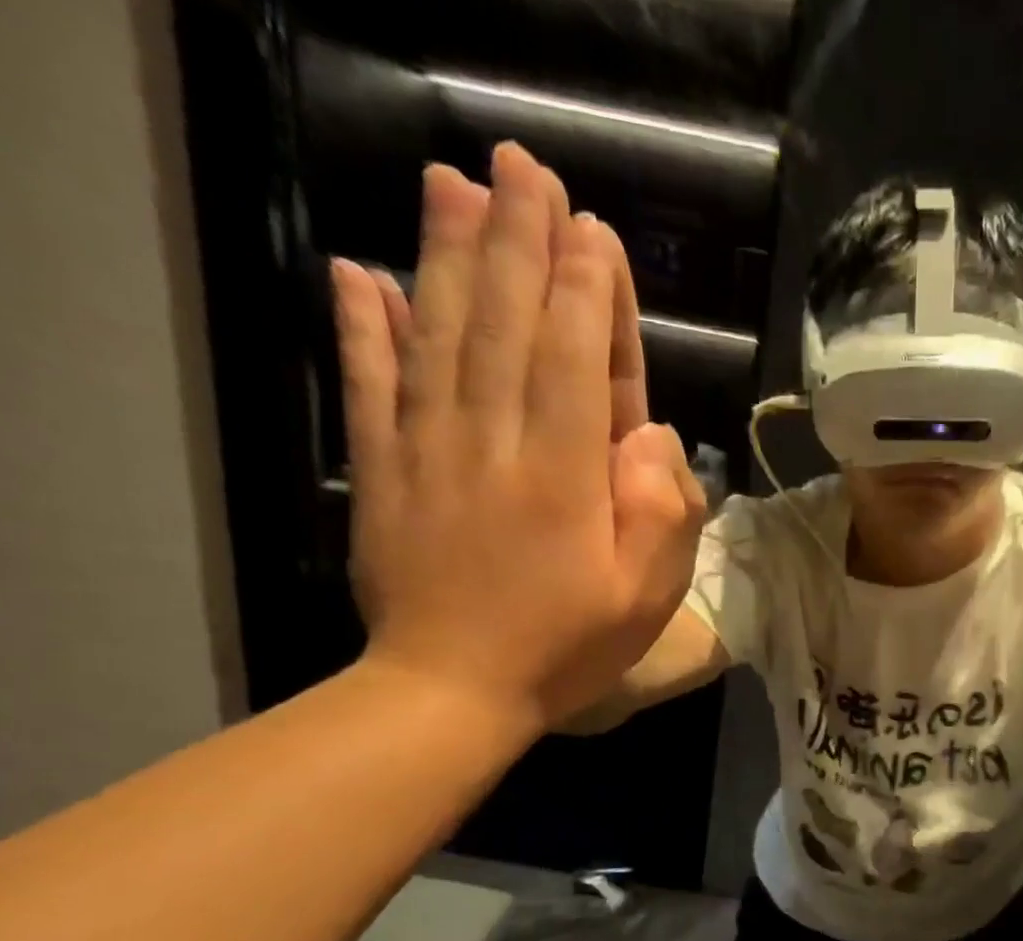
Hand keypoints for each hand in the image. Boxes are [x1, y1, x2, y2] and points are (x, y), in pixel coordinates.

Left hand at [332, 142, 704, 730]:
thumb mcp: (645, 599)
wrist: (451, 690)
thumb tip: (651, 437)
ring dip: (446, 255)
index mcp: (565, 477)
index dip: (586, 290)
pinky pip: (370, 385)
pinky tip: (359, 273)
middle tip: (522, 168)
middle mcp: (495, 444)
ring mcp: (428, 451)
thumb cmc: (565, 650)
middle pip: (505, 325)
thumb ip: (662, 514)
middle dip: (518, 242)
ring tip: (454, 185)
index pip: (576, 360)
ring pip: (438, 336)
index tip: (589, 227)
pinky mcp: (382, 471)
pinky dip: (362, 326)